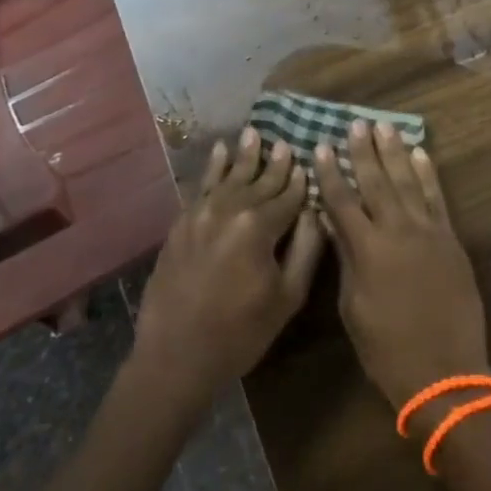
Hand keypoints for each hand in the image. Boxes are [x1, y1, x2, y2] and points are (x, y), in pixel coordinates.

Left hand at [132, 130, 324, 406]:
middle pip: (260, 181)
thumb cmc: (240, 333)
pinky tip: (220, 150)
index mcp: (259, 226)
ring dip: (245, 155)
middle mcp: (230, 209)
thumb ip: (307, 248)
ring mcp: (201, 213)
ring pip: (230, 176)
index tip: (310, 163)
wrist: (174, 357)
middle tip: (287, 143)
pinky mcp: (181, 223)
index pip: (288, 195)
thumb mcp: (287, 297)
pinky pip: (202, 186)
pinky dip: (213, 167)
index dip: (301, 181)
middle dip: (276, 163)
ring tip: (254, 132)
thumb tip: (316, 211)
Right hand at [314, 121, 489, 412]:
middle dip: (363, 151)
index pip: (342, 201)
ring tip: (385, 126)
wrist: (446, 372)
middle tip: (355, 124)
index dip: (331, 173)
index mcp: (367, 250)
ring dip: (395, 152)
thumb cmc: (387, 349)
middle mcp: (397, 231)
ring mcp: (427, 231)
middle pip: (376, 182)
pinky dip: (428, 174)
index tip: (322, 146)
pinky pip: (437, 198)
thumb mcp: (353, 308)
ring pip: (408, 181)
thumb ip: (347, 259)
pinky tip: (420, 154)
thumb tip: (334, 223)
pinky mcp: (450, 238)